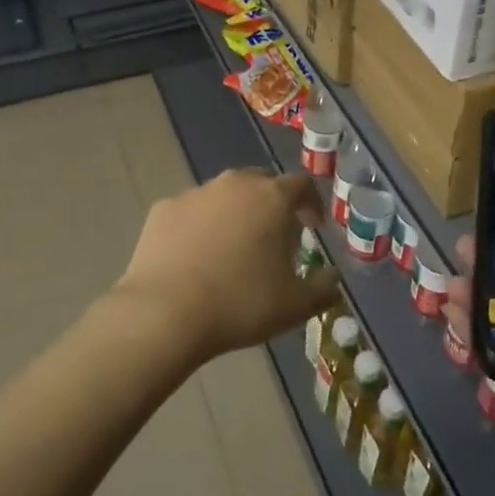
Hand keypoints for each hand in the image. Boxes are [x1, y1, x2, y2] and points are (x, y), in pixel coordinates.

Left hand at [113, 168, 340, 363]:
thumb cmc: (240, 304)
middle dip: (272, 203)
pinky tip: (196, 257)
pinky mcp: (162, 209)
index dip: (312, 204)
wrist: (164, 313)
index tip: (313, 227)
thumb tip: (332, 276)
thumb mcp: (296, 305)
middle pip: (261, 182)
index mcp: (271, 197)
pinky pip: (191, 211)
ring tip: (233, 249)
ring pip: (224, 195)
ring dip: (235, 213)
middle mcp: (234, 184)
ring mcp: (194, 193)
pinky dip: (200, 226)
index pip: (302, 185)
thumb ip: (323, 287)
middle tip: (274, 236)